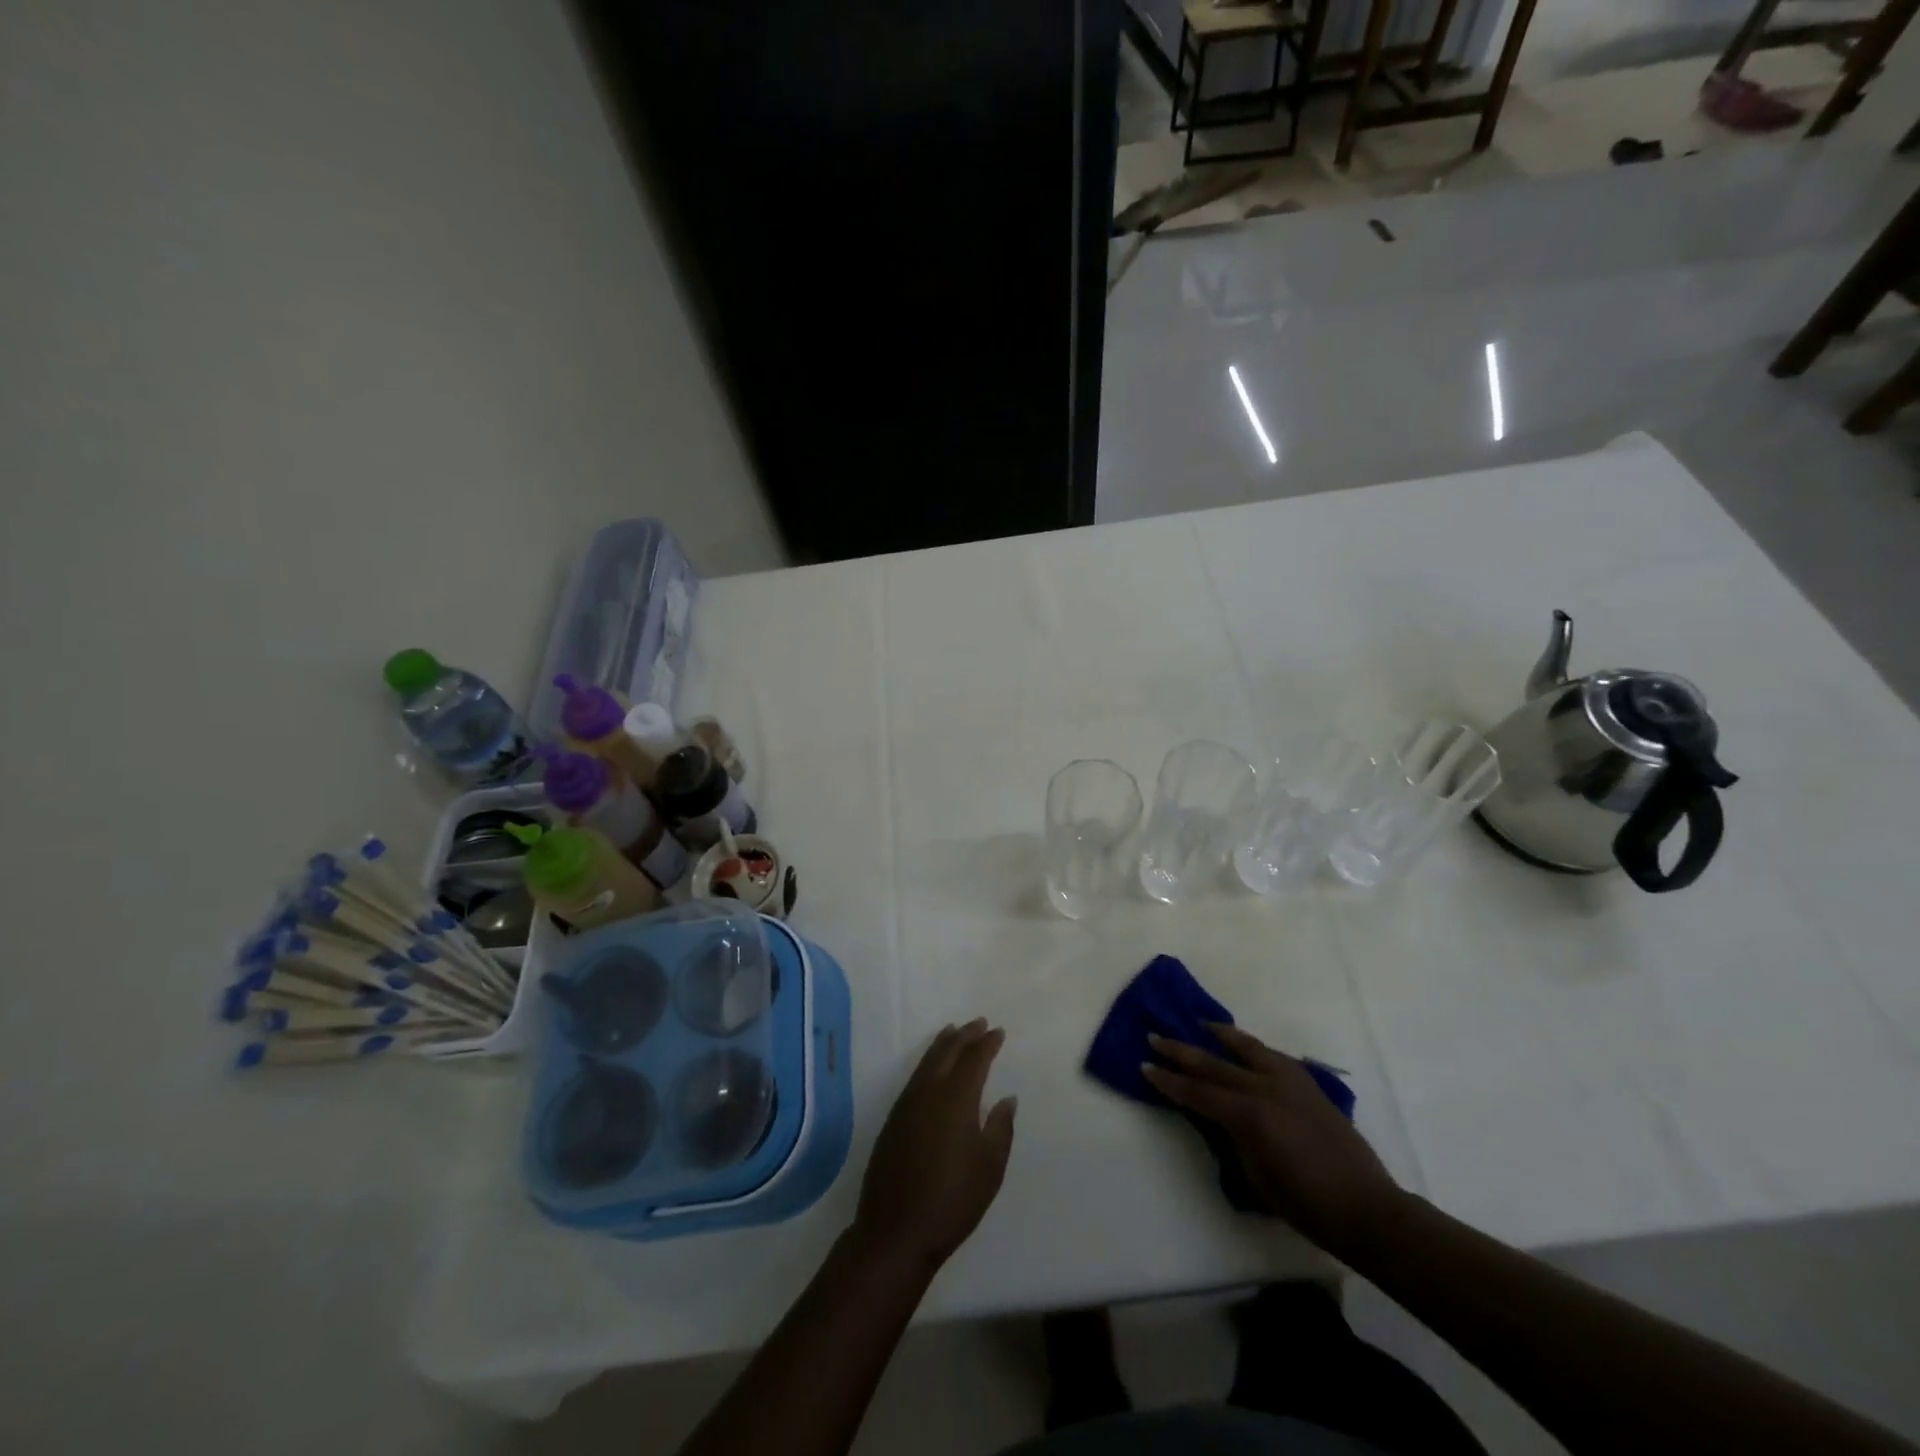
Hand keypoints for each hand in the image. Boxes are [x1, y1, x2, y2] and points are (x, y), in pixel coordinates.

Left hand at [853, 1019, 1016, 1270]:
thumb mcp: (989, 1168)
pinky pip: (915, 1076)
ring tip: (955, 1032)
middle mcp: (929, 1092)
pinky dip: (928, 1061)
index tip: (998, 1032)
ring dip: (944, 1044)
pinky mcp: (894, 1118)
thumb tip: (1006, 1098)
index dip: (987, 1044)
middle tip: (979, 1022)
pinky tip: (933, 1067)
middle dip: (965, 1035)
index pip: (974, 1060)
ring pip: (927, 1061)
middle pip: (948, 1052)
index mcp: (956, 1099)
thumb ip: (1000, 1128)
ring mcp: (907, 1104)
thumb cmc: (952, 1201)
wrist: (896, 1231)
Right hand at [1142, 1023, 1399, 1254]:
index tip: (1145, 1067)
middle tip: (1156, 1037)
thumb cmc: (1305, 1204)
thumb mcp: (1254, 1175)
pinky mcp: (1307, 1083)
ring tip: (1201, 1024)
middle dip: (1181, 1051)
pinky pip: (1272, 1055)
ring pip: (1247, 1047)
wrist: (1365, 1207)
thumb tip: (1217, 1115)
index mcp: (1248, 1115)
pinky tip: (1244, 1046)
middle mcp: (1265, 1088)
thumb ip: (1232, 1137)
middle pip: (1213, 1063)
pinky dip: (1252, 1047)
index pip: (1196, 1092)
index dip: (1168, 1081)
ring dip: (1220, 1035)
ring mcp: (1289, 1081)